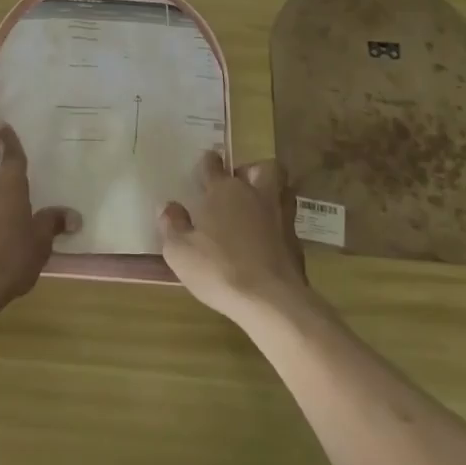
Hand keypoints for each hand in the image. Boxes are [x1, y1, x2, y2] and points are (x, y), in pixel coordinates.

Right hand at [159, 152, 309, 325]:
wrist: (272, 301)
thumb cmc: (220, 269)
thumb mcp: (180, 251)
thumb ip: (172, 225)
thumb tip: (168, 207)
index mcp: (224, 191)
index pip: (213, 164)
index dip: (207, 163)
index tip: (203, 167)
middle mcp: (255, 195)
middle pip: (260, 168)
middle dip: (250, 172)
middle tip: (238, 187)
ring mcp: (281, 217)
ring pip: (281, 190)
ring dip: (270, 194)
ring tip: (255, 210)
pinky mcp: (297, 242)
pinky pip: (287, 222)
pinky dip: (277, 227)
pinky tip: (266, 242)